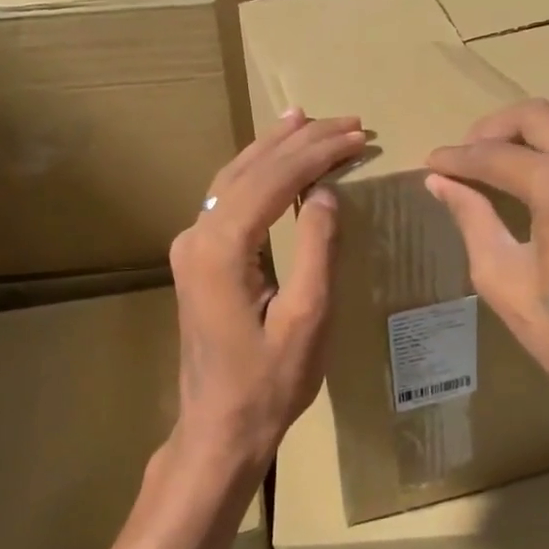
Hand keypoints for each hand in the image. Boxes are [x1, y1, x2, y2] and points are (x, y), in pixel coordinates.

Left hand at [168, 108, 364, 477]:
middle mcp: (197, 234)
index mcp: (221, 248)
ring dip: (275, 148)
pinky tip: (273, 158)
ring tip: (309, 121)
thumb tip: (326, 191)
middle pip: (251, 169)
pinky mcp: (196, 256)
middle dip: (300, 141)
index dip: (318, 153)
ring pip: (233, 176)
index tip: (358, 135)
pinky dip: (256, 171)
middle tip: (347, 122)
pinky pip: (227, 197)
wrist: (219, 427)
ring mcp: (190, 244)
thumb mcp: (308, 318)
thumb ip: (318, 249)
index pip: (274, 180)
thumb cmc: (269, 383)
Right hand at [426, 97, 548, 470]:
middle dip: (491, 131)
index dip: (457, 158)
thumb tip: (440, 181)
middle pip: (536, 117)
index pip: (496, 155)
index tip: (433, 163)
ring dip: (540, 121)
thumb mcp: (503, 280)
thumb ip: (472, 218)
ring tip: (512, 147)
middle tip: (465, 155)